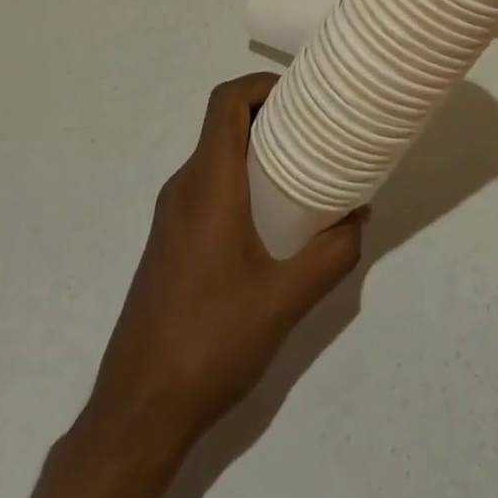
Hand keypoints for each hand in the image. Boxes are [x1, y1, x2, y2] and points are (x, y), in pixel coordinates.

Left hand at [77, 73, 365, 450]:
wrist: (137, 413)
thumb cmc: (211, 343)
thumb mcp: (286, 299)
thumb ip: (332, 255)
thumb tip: (359, 217)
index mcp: (206, 186)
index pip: (226, 103)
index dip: (262, 84)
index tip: (302, 96)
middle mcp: (183, 189)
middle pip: (223, 125)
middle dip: (270, 117)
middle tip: (315, 132)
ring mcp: (170, 218)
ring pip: (215, 158)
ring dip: (256, 152)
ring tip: (302, 171)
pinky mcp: (169, 244)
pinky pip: (207, 188)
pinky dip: (240, 181)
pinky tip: (271, 221)